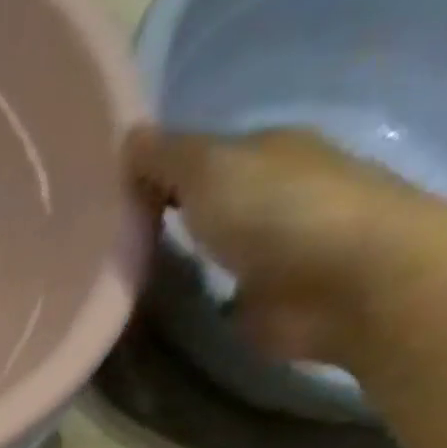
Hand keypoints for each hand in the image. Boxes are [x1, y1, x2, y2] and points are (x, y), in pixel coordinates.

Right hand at [125, 126, 446, 364]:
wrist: (345, 284)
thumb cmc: (279, 212)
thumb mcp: (211, 169)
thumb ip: (167, 157)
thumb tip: (129, 137)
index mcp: (268, 152)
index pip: (201, 156)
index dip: (155, 172)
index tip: (103, 198)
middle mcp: (272, 194)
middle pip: (204, 203)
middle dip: (161, 217)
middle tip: (101, 241)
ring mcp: (270, 251)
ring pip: (206, 249)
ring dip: (171, 262)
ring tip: (116, 279)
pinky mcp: (264, 301)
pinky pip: (211, 295)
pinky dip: (187, 300)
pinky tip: (150, 310)